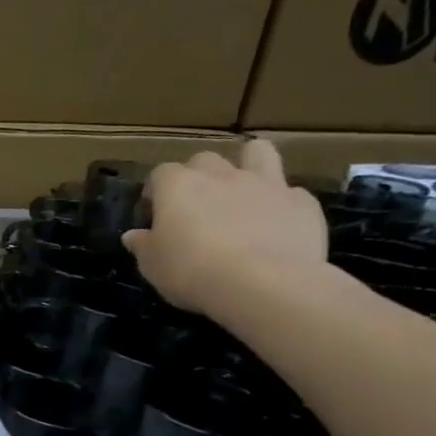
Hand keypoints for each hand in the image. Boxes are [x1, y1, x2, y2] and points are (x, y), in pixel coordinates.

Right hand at [122, 140, 328, 315]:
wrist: (263, 283)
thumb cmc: (192, 271)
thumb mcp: (153, 265)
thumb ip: (143, 245)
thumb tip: (133, 236)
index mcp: (178, 186)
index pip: (160, 173)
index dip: (157, 191)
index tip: (155, 213)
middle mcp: (220, 175)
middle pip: (204, 159)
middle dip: (198, 175)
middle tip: (196, 204)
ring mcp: (265, 184)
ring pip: (258, 152)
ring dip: (249, 163)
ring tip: (244, 188)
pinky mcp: (302, 202)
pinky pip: (291, 193)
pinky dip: (282, 203)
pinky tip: (277, 225)